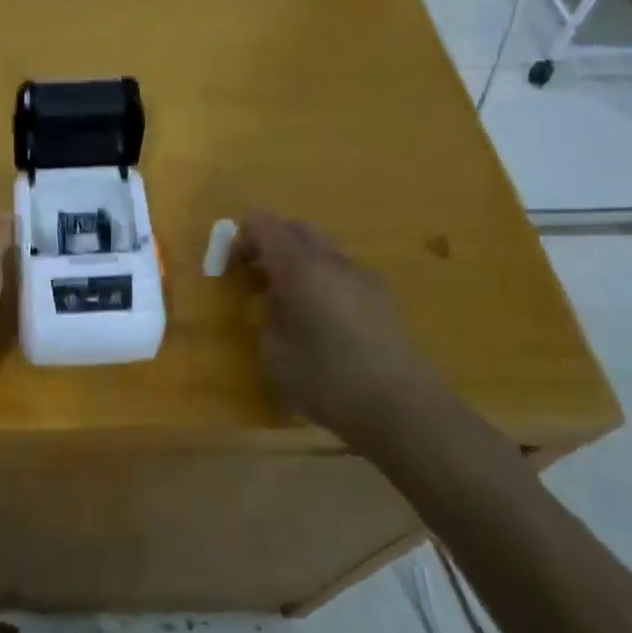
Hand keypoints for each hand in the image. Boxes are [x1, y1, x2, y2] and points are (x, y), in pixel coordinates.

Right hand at [237, 213, 442, 452]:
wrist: (401, 407)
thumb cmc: (326, 379)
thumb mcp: (274, 353)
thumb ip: (268, 316)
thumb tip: (277, 303)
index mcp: (299, 266)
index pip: (265, 226)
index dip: (243, 235)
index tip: (230, 260)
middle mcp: (332, 260)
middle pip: (298, 228)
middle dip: (273, 239)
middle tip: (255, 269)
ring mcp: (363, 276)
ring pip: (325, 247)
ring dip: (301, 257)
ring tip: (288, 293)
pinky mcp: (383, 297)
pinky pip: (344, 270)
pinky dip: (324, 276)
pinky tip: (321, 312)